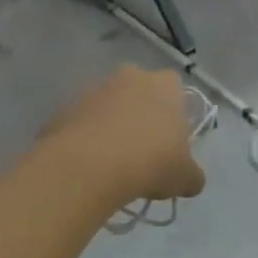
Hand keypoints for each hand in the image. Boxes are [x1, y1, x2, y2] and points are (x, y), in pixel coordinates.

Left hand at [38, 66, 206, 217]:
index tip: (171, 142)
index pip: (175, 89)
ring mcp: (95, 89)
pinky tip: (88, 165)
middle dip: (140, 115)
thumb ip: (192, 175)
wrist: (90, 165)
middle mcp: (130, 77)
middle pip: (140, 92)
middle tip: (142, 150)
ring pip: (108, 106)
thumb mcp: (184, 178)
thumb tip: (191, 180)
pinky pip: (82, 122)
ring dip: (111, 126)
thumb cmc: (150, 162)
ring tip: (111, 162)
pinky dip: (85, 138)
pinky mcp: (66, 106)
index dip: (174, 115)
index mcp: (164, 85)